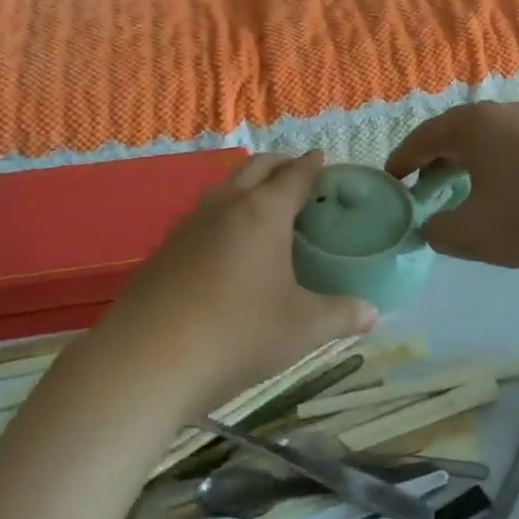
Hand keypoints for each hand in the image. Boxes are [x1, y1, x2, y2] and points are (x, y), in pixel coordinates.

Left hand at [93, 151, 377, 420]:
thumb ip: (341, 315)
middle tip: (296, 171)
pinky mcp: (165, 248)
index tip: (322, 157)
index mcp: (262, 213)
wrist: (146, 360)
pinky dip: (223, 211)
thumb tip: (372, 313)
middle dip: (279, 163)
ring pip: (224, 187)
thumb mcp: (301, 329)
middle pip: (256, 168)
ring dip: (247, 183)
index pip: (294, 176)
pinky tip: (224, 241)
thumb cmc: (236, 334)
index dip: (311, 165)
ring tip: (262, 201)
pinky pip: (203, 214)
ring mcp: (189, 225)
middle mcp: (225, 206)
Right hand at [386, 103, 518, 268]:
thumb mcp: (474, 234)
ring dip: (462, 161)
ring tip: (456, 190)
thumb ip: (438, 232)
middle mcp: (498, 112)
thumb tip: (428, 226)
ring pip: (482, 137)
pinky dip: (490, 162)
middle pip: (452, 133)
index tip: (389, 181)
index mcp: (471, 125)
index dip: (401, 161)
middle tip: (419, 189)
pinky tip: (499, 189)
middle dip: (431, 160)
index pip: (422, 138)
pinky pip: (508, 143)